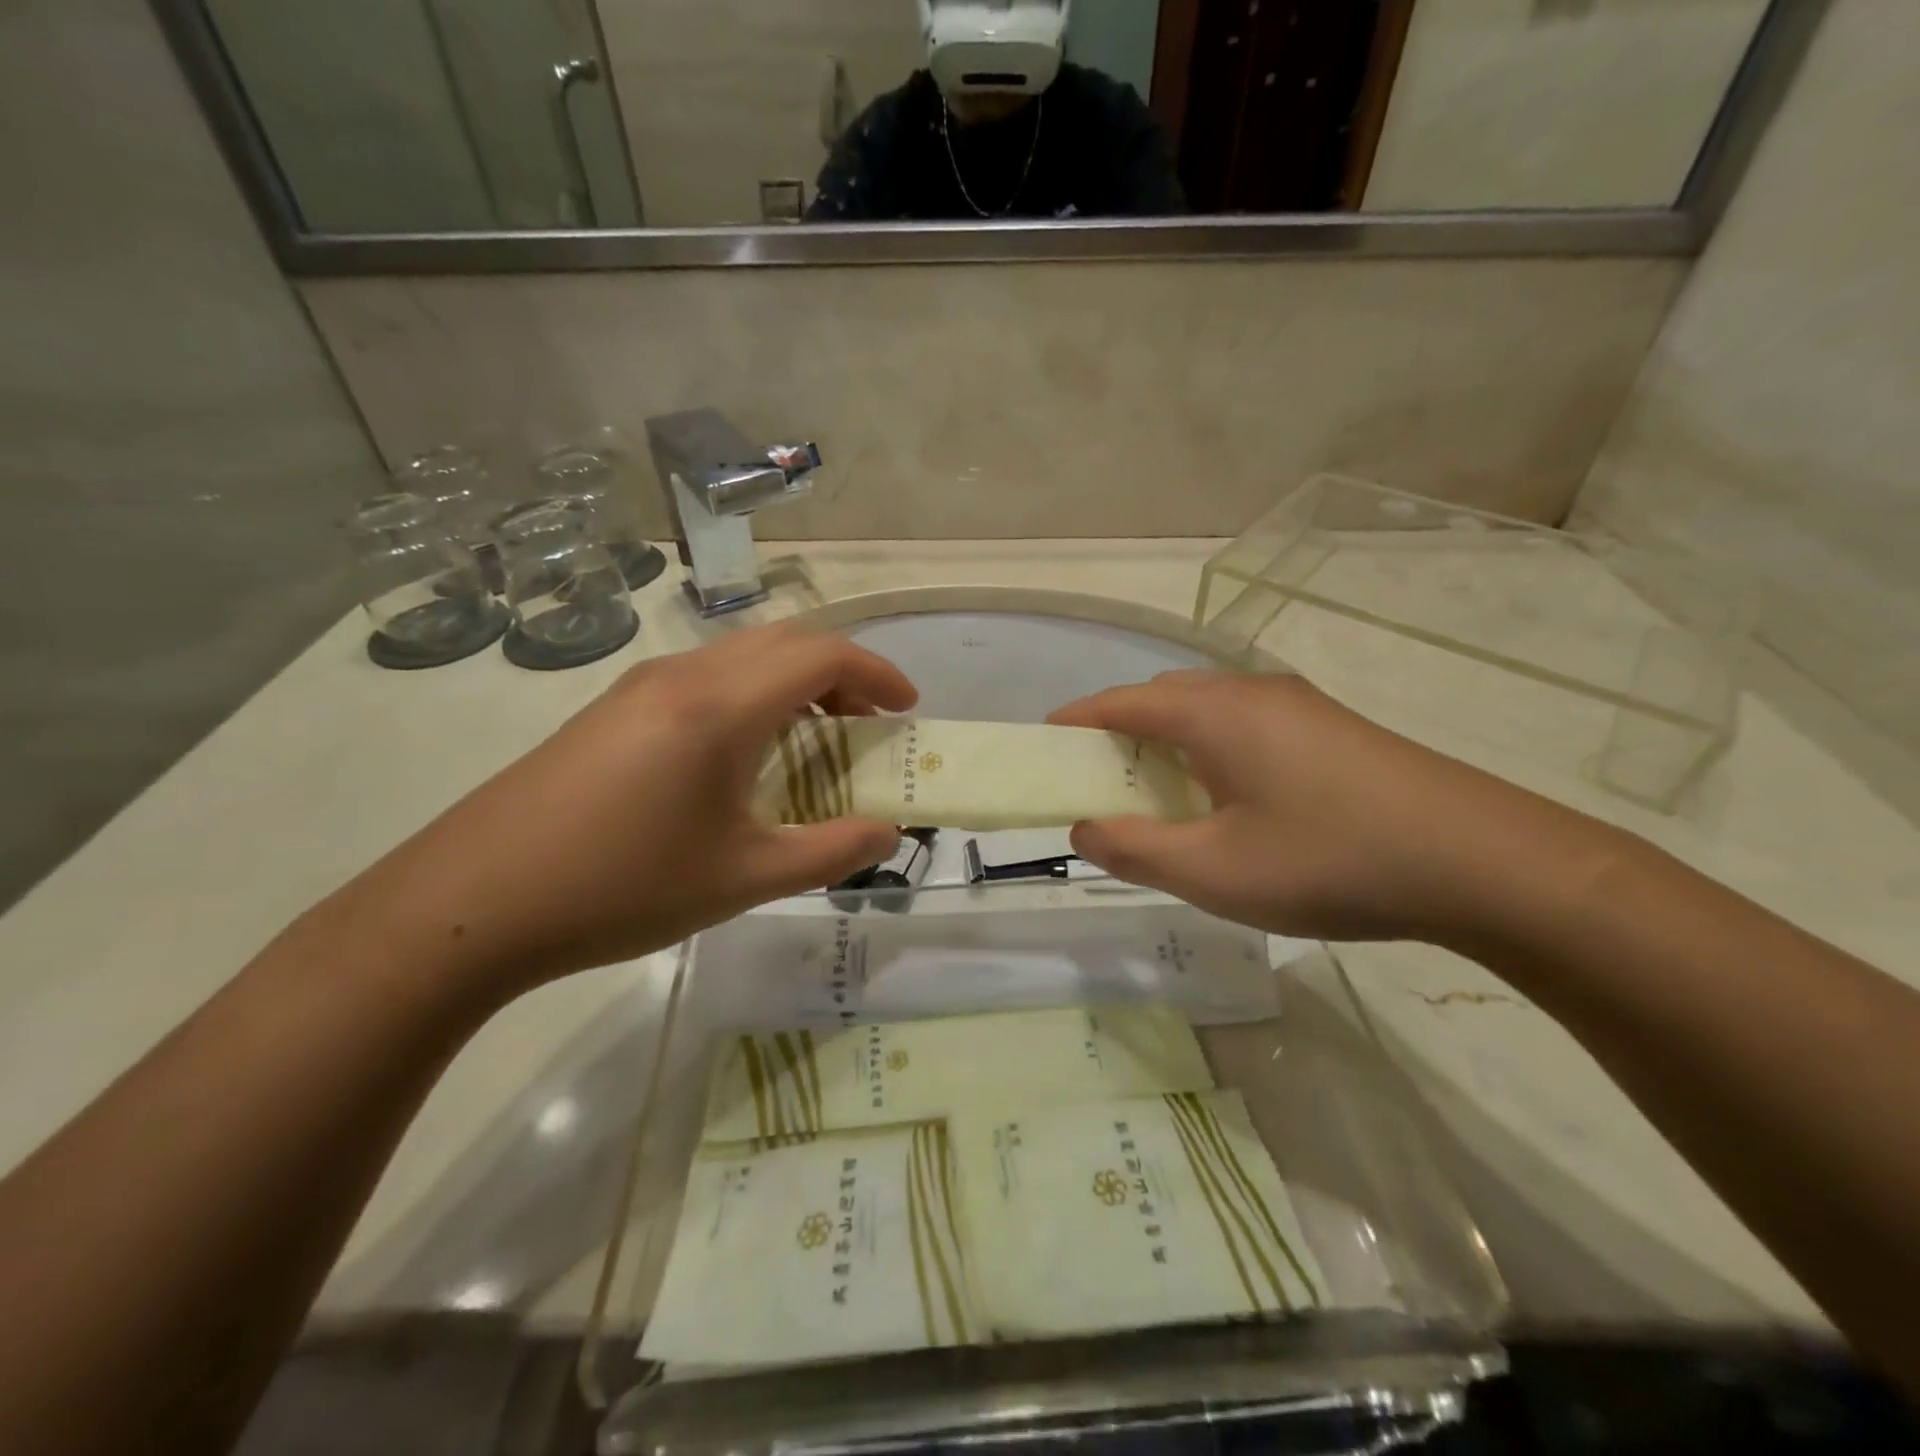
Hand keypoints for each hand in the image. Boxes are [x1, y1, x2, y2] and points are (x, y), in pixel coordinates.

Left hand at [327, 625, 915, 999]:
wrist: (471, 905)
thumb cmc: (623, 886)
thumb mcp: (744, 877)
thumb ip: (830, 851)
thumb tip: (888, 833)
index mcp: (722, 705)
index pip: (823, 656)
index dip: (877, 673)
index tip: (907, 709)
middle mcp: (683, 675)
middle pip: (784, 642)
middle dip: (840, 673)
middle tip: (868, 723)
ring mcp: (638, 688)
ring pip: (740, 656)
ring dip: (792, 681)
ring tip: (815, 736)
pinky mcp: (610, 711)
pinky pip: (703, 678)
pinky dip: (749, 694)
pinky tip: (741, 753)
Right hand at [1049, 670, 1616, 943]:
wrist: (1482, 861)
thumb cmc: (1328, 860)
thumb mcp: (1212, 871)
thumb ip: (1133, 850)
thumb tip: (1083, 829)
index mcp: (1212, 713)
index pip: (1118, 703)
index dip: (1074, 723)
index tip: (1044, 749)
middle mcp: (1249, 692)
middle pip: (1161, 701)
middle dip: (1119, 736)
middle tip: (1104, 788)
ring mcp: (1297, 706)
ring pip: (1207, 712)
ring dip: (1168, 745)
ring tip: (1163, 800)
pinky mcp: (1332, 729)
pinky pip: (1245, 727)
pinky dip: (1211, 752)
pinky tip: (1230, 802)